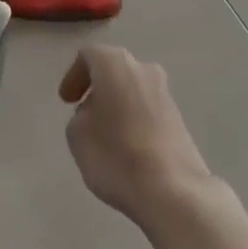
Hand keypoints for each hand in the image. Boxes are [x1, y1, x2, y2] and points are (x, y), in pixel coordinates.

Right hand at [60, 45, 214, 226]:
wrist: (173, 192)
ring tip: (106, 134)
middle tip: (84, 112)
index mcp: (114, 63)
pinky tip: (127, 148)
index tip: (66, 102)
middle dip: (98, 89)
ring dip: (118, 106)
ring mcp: (165, 94)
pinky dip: (135, 122)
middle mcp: (143, 69)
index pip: (88, 56)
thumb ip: (80, 115)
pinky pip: (149, 112)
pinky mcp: (180, 121)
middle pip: (114, 70)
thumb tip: (95, 114)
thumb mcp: (77, 135)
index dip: (73, 77)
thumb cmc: (116, 154)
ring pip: (133, 91)